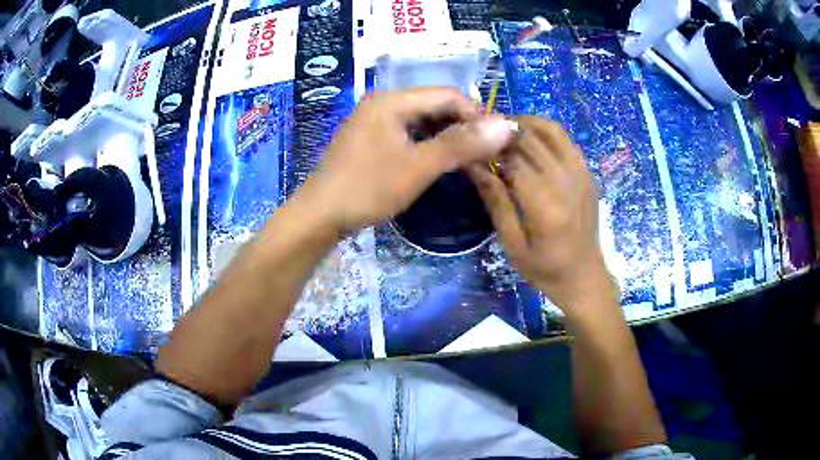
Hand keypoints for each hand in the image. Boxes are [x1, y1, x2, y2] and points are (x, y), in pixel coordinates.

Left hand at [297, 88, 515, 233]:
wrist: (319, 215)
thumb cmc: (367, 189)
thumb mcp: (418, 167)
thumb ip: (461, 144)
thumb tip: (505, 126)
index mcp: (392, 100)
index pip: (448, 95)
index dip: (477, 114)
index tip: (497, 141)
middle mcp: (383, 102)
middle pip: (435, 104)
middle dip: (463, 125)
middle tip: (485, 153)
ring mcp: (374, 120)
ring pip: (423, 119)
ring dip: (447, 136)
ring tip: (467, 159)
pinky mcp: (371, 138)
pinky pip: (408, 132)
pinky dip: (428, 144)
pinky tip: (439, 160)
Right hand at [466, 116, 616, 314]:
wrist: (585, 277)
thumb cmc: (545, 269)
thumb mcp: (512, 243)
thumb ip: (496, 200)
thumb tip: (473, 164)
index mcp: (545, 206)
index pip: (512, 159)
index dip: (488, 147)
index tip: (471, 146)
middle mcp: (566, 183)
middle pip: (531, 139)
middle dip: (504, 132)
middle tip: (484, 135)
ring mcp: (582, 175)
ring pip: (552, 131)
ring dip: (526, 124)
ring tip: (506, 131)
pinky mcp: (589, 174)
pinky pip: (566, 141)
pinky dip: (546, 132)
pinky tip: (531, 141)